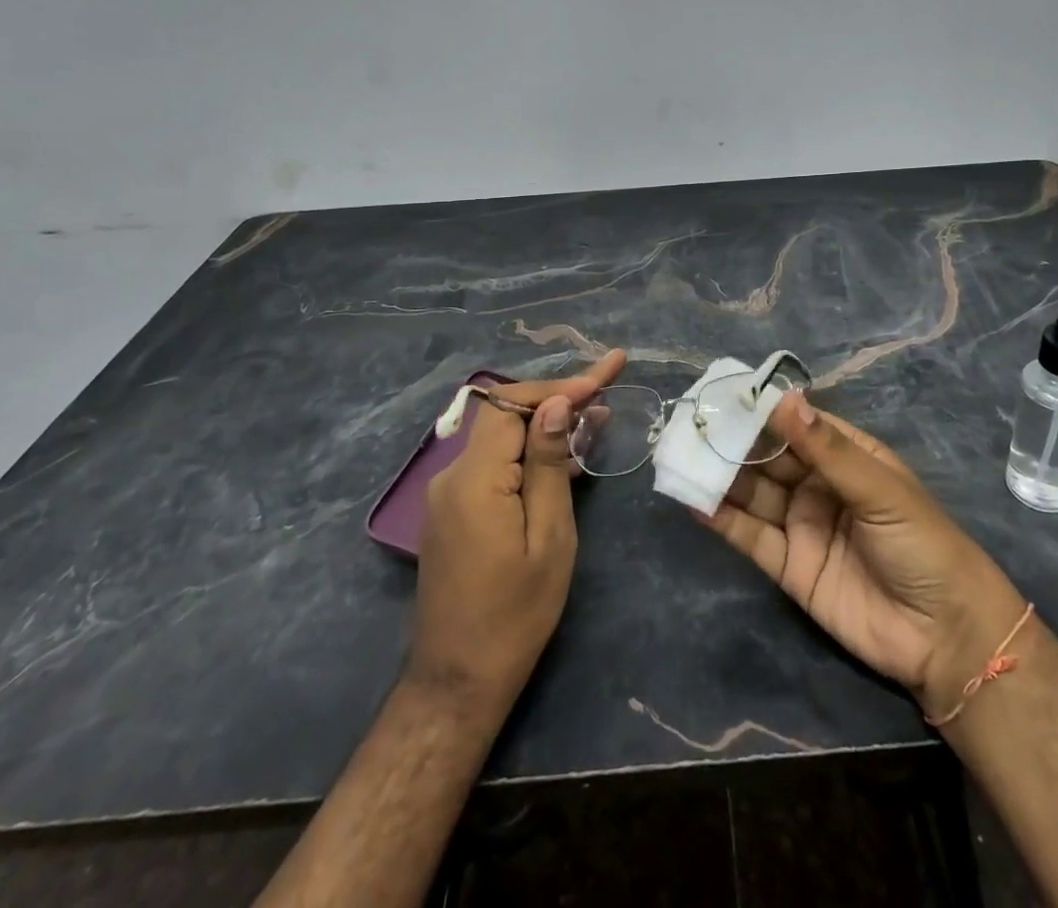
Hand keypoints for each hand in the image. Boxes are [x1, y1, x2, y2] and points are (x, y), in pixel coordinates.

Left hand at [408, 351, 626, 714]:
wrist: (460, 681)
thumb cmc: (515, 614)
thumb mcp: (548, 538)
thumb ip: (548, 465)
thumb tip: (555, 405)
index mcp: (475, 479)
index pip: (513, 405)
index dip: (559, 387)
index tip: (605, 376)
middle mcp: (453, 476)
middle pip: (507, 415)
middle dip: (558, 398)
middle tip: (607, 387)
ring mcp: (450, 494)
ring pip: (503, 438)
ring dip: (547, 424)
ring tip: (599, 416)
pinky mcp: (456, 510)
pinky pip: (496, 464)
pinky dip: (531, 453)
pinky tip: (568, 455)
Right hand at [696, 391, 1024, 721]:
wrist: (944, 636)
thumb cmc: (922, 543)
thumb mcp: (879, 489)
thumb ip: (827, 449)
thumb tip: (783, 400)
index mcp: (846, 457)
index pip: (796, 425)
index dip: (762, 411)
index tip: (723, 395)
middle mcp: (818, 485)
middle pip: (769, 458)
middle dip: (733, 443)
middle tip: (691, 426)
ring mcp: (801, 525)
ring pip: (753, 494)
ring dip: (720, 477)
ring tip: (683, 457)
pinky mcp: (789, 566)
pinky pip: (750, 537)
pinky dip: (722, 520)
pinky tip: (694, 501)